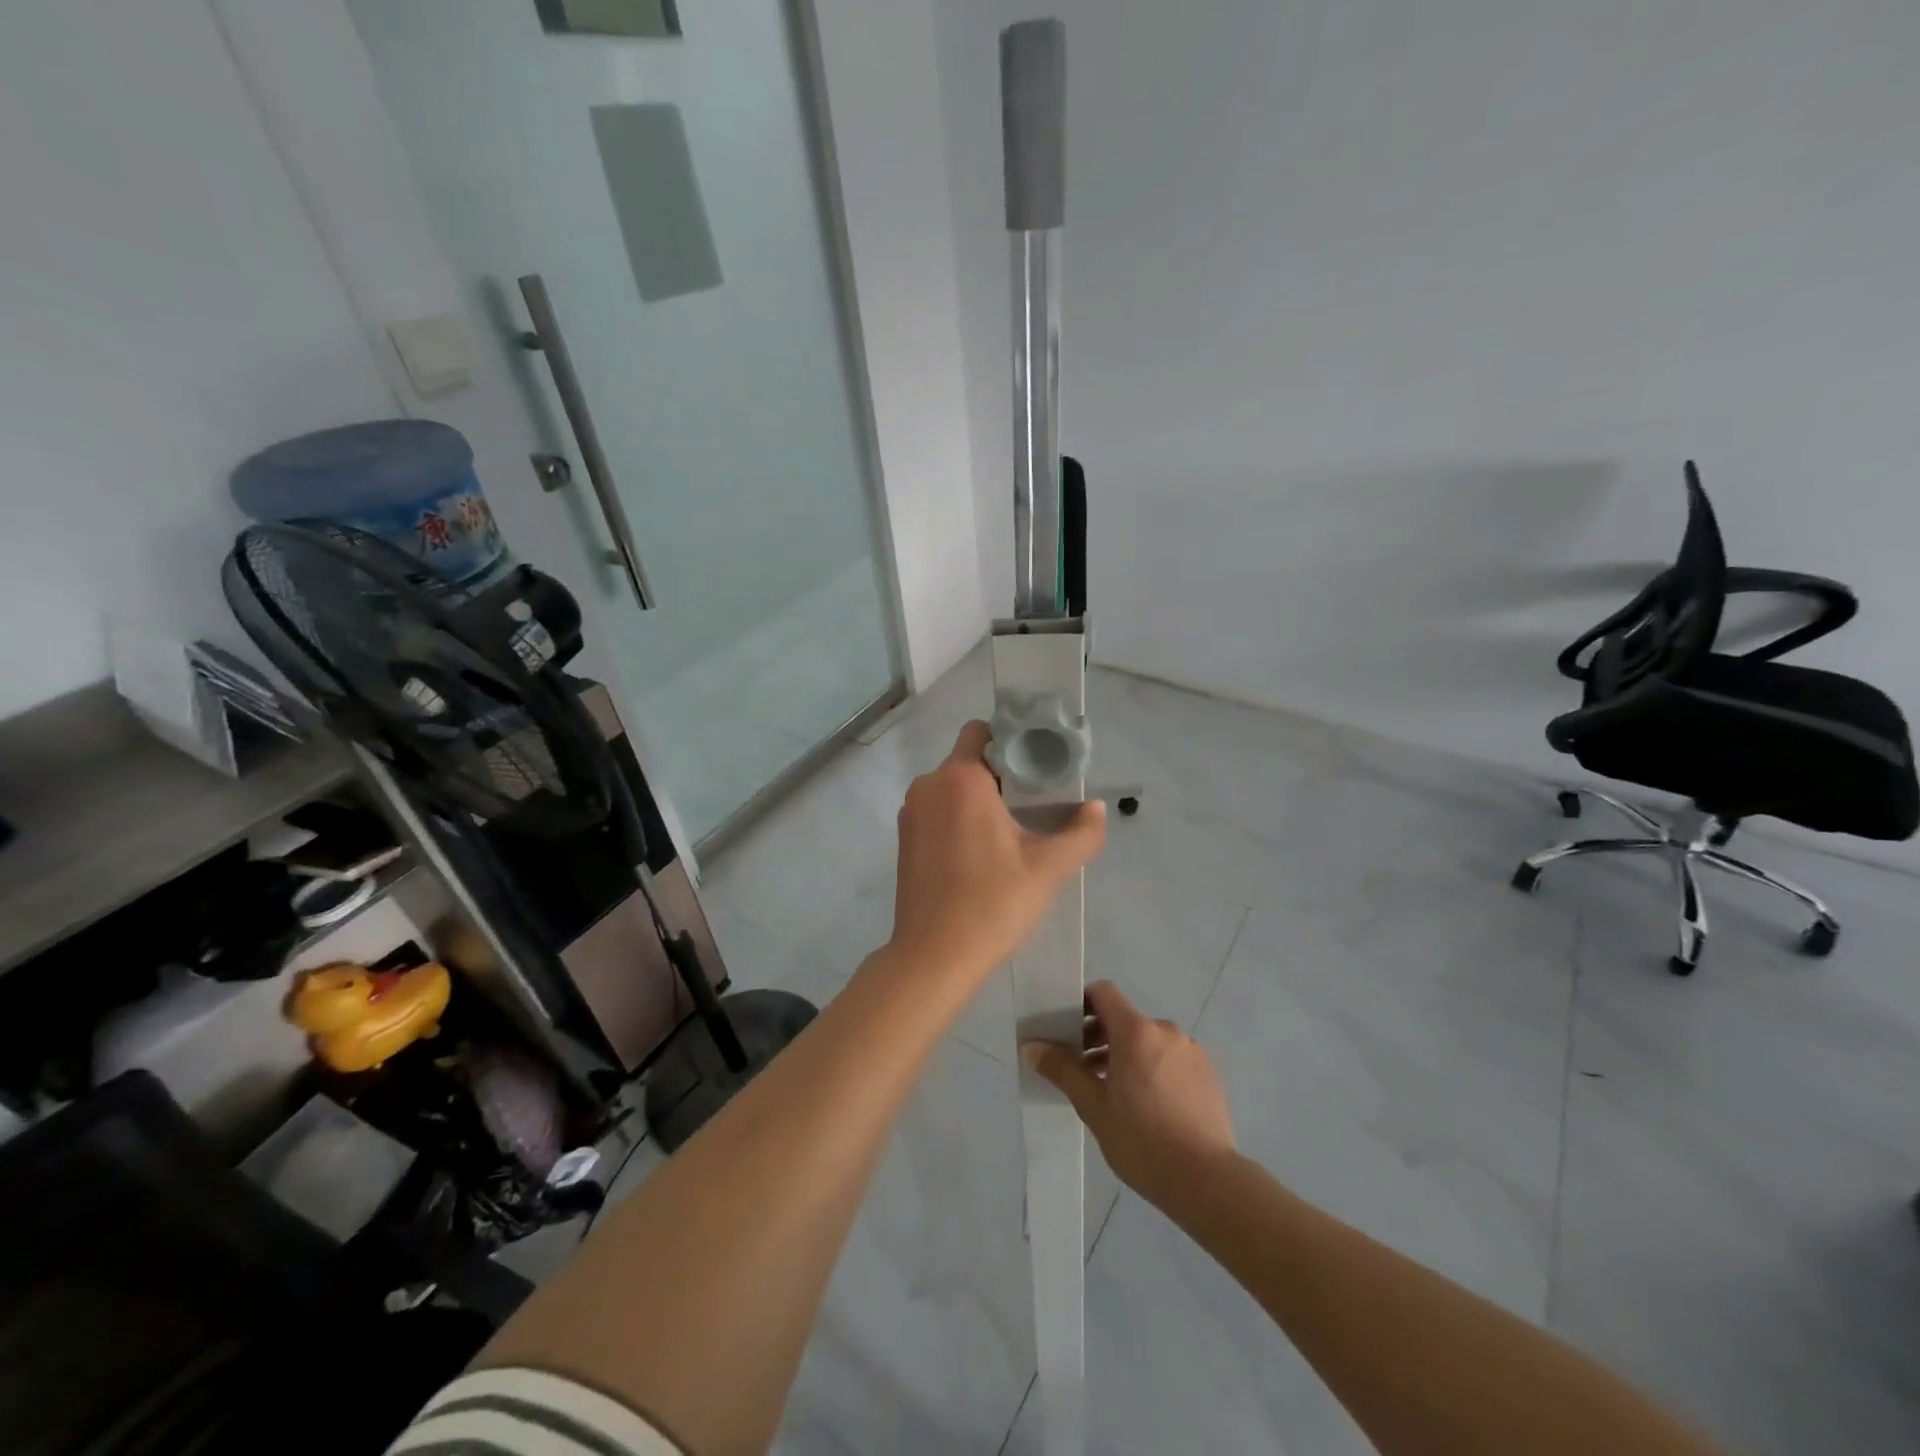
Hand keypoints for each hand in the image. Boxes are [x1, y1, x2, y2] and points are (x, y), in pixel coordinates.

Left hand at [889, 720, 1105, 984]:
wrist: (934, 957)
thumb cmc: (993, 903)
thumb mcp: (1048, 868)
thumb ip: (1081, 832)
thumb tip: (1096, 808)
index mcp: (960, 779)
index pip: (982, 732)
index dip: (1012, 742)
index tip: (1039, 767)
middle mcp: (928, 786)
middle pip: (968, 760)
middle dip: (1001, 774)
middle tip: (1035, 802)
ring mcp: (910, 813)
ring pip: (952, 788)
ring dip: (980, 799)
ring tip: (1012, 830)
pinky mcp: (904, 840)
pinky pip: (937, 811)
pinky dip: (959, 818)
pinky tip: (982, 852)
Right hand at [1023, 980, 1237, 1205]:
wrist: (1208, 1181)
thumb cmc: (1142, 1141)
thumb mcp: (1093, 1107)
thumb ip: (1062, 1070)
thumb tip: (1031, 1047)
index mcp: (1135, 1031)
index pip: (1103, 993)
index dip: (1082, 1004)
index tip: (1067, 1031)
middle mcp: (1165, 1030)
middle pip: (1124, 1019)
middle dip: (1100, 1037)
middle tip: (1083, 1071)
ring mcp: (1190, 1050)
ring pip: (1148, 1040)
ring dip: (1127, 1055)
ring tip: (1114, 1093)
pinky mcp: (1208, 1072)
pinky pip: (1170, 1057)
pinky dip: (1153, 1068)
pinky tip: (1148, 1106)